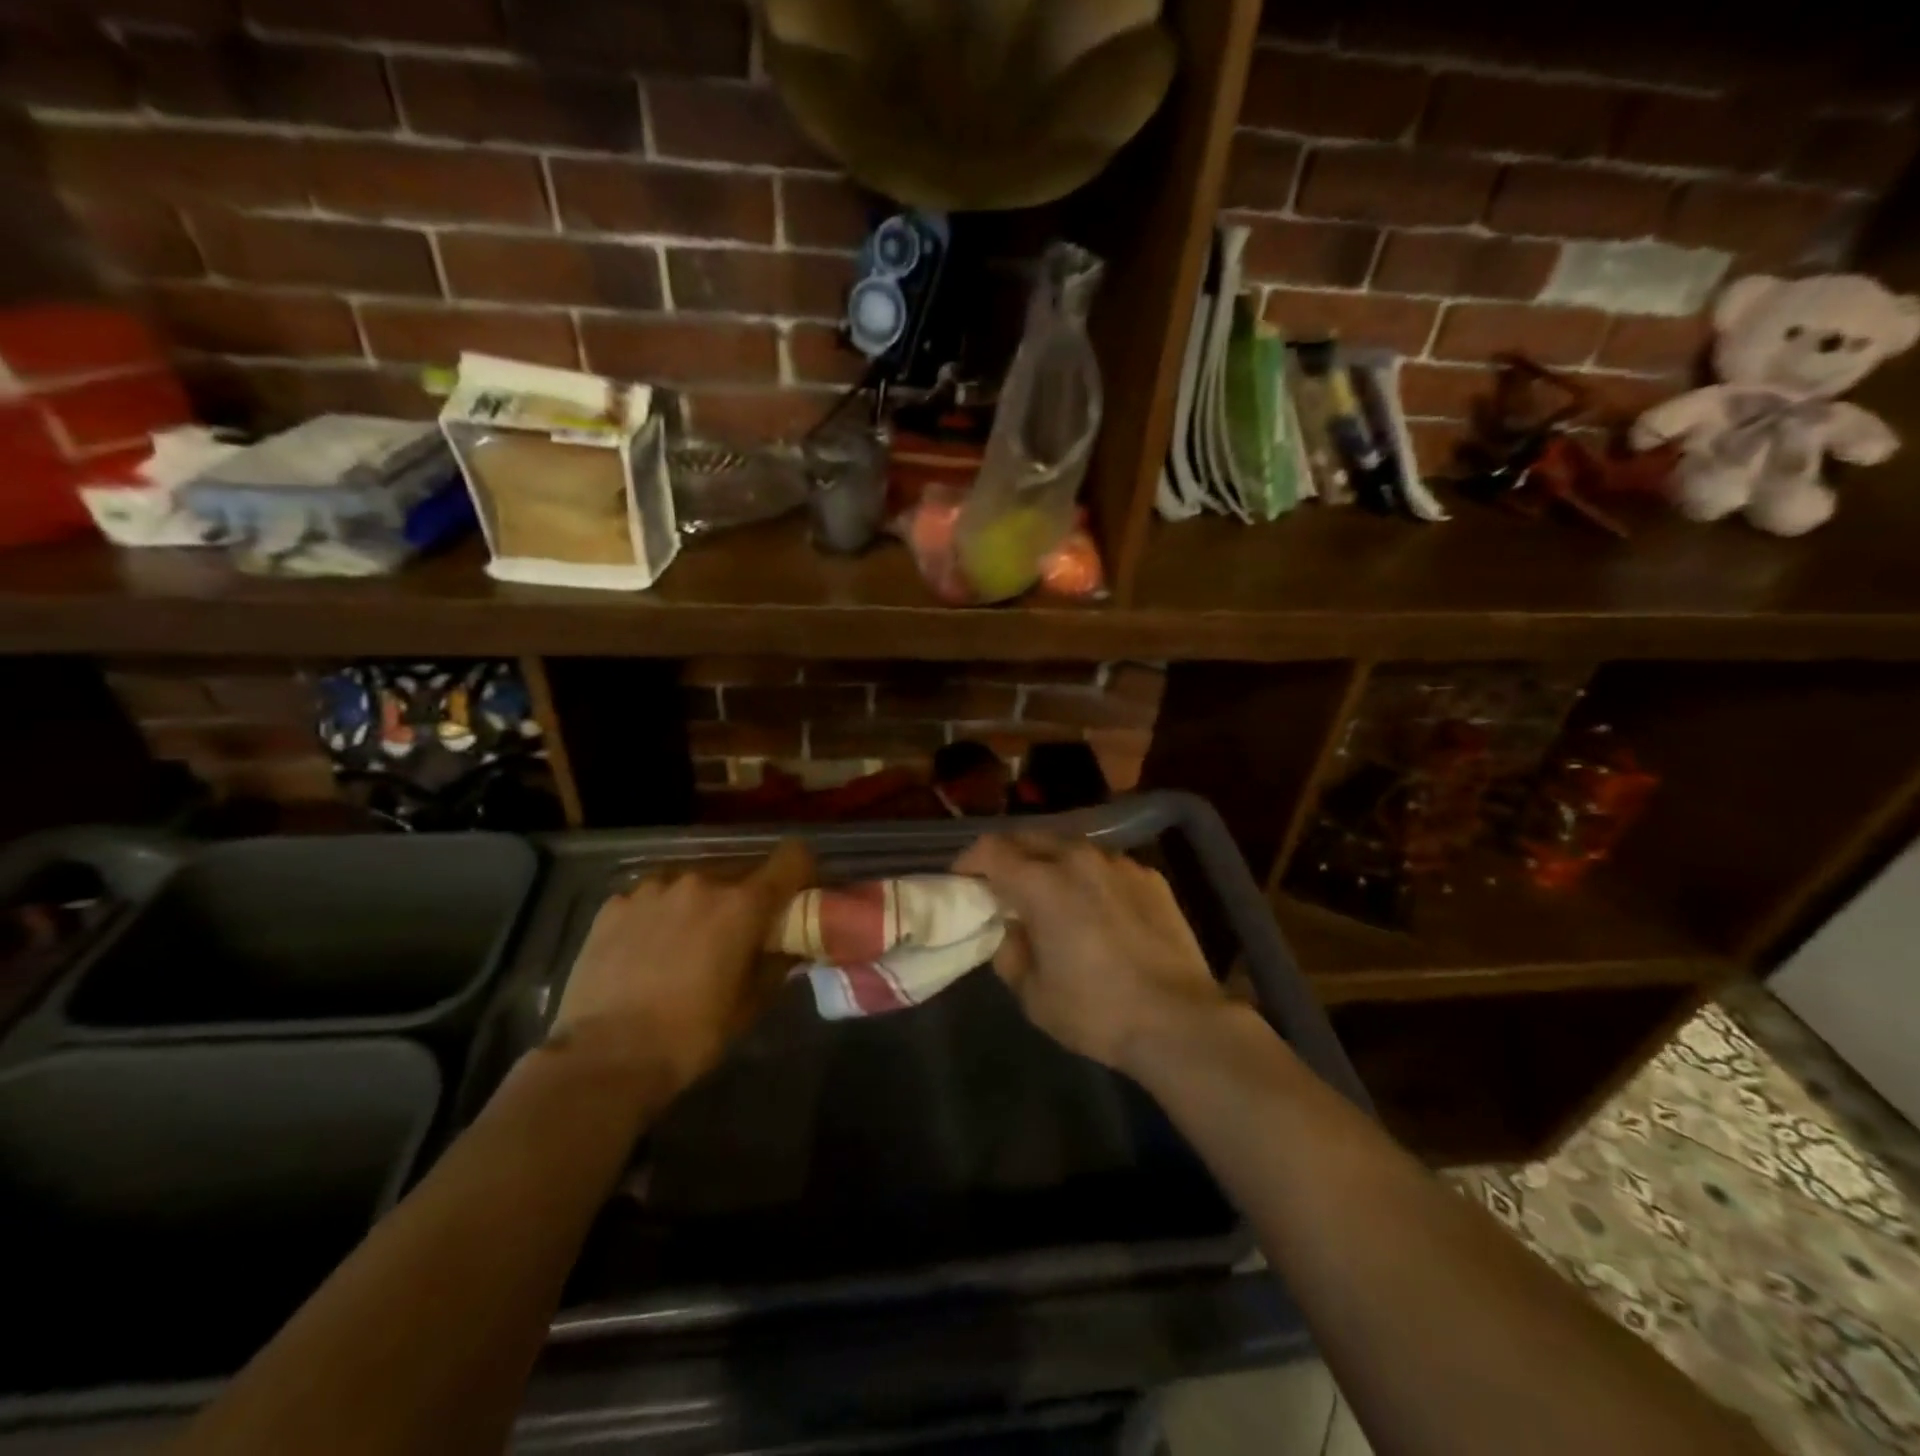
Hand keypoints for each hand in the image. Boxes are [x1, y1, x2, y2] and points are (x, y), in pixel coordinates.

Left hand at [550, 841, 813, 1094]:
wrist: (604, 1058)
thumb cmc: (691, 1035)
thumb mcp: (750, 1005)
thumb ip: (776, 963)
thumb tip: (788, 945)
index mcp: (742, 904)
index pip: (791, 858)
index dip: (800, 872)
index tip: (794, 897)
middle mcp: (701, 882)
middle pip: (739, 872)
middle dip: (744, 898)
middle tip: (735, 936)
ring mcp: (652, 889)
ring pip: (692, 884)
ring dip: (698, 904)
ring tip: (684, 944)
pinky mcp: (614, 904)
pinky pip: (651, 898)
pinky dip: (657, 915)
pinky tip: (644, 952)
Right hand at [954, 834, 1225, 1072]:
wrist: (1179, 1020)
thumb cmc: (1096, 1010)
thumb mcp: (1033, 994)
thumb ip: (1010, 951)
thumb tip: (1011, 929)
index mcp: (1042, 882)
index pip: (991, 850)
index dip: (969, 862)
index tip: (963, 882)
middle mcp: (1078, 858)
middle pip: (1029, 837)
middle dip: (1007, 856)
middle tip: (1001, 887)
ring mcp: (1119, 863)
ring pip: (1070, 847)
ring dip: (1049, 862)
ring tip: (1050, 894)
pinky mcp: (1150, 876)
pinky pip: (1106, 865)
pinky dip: (1088, 877)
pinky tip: (1096, 908)